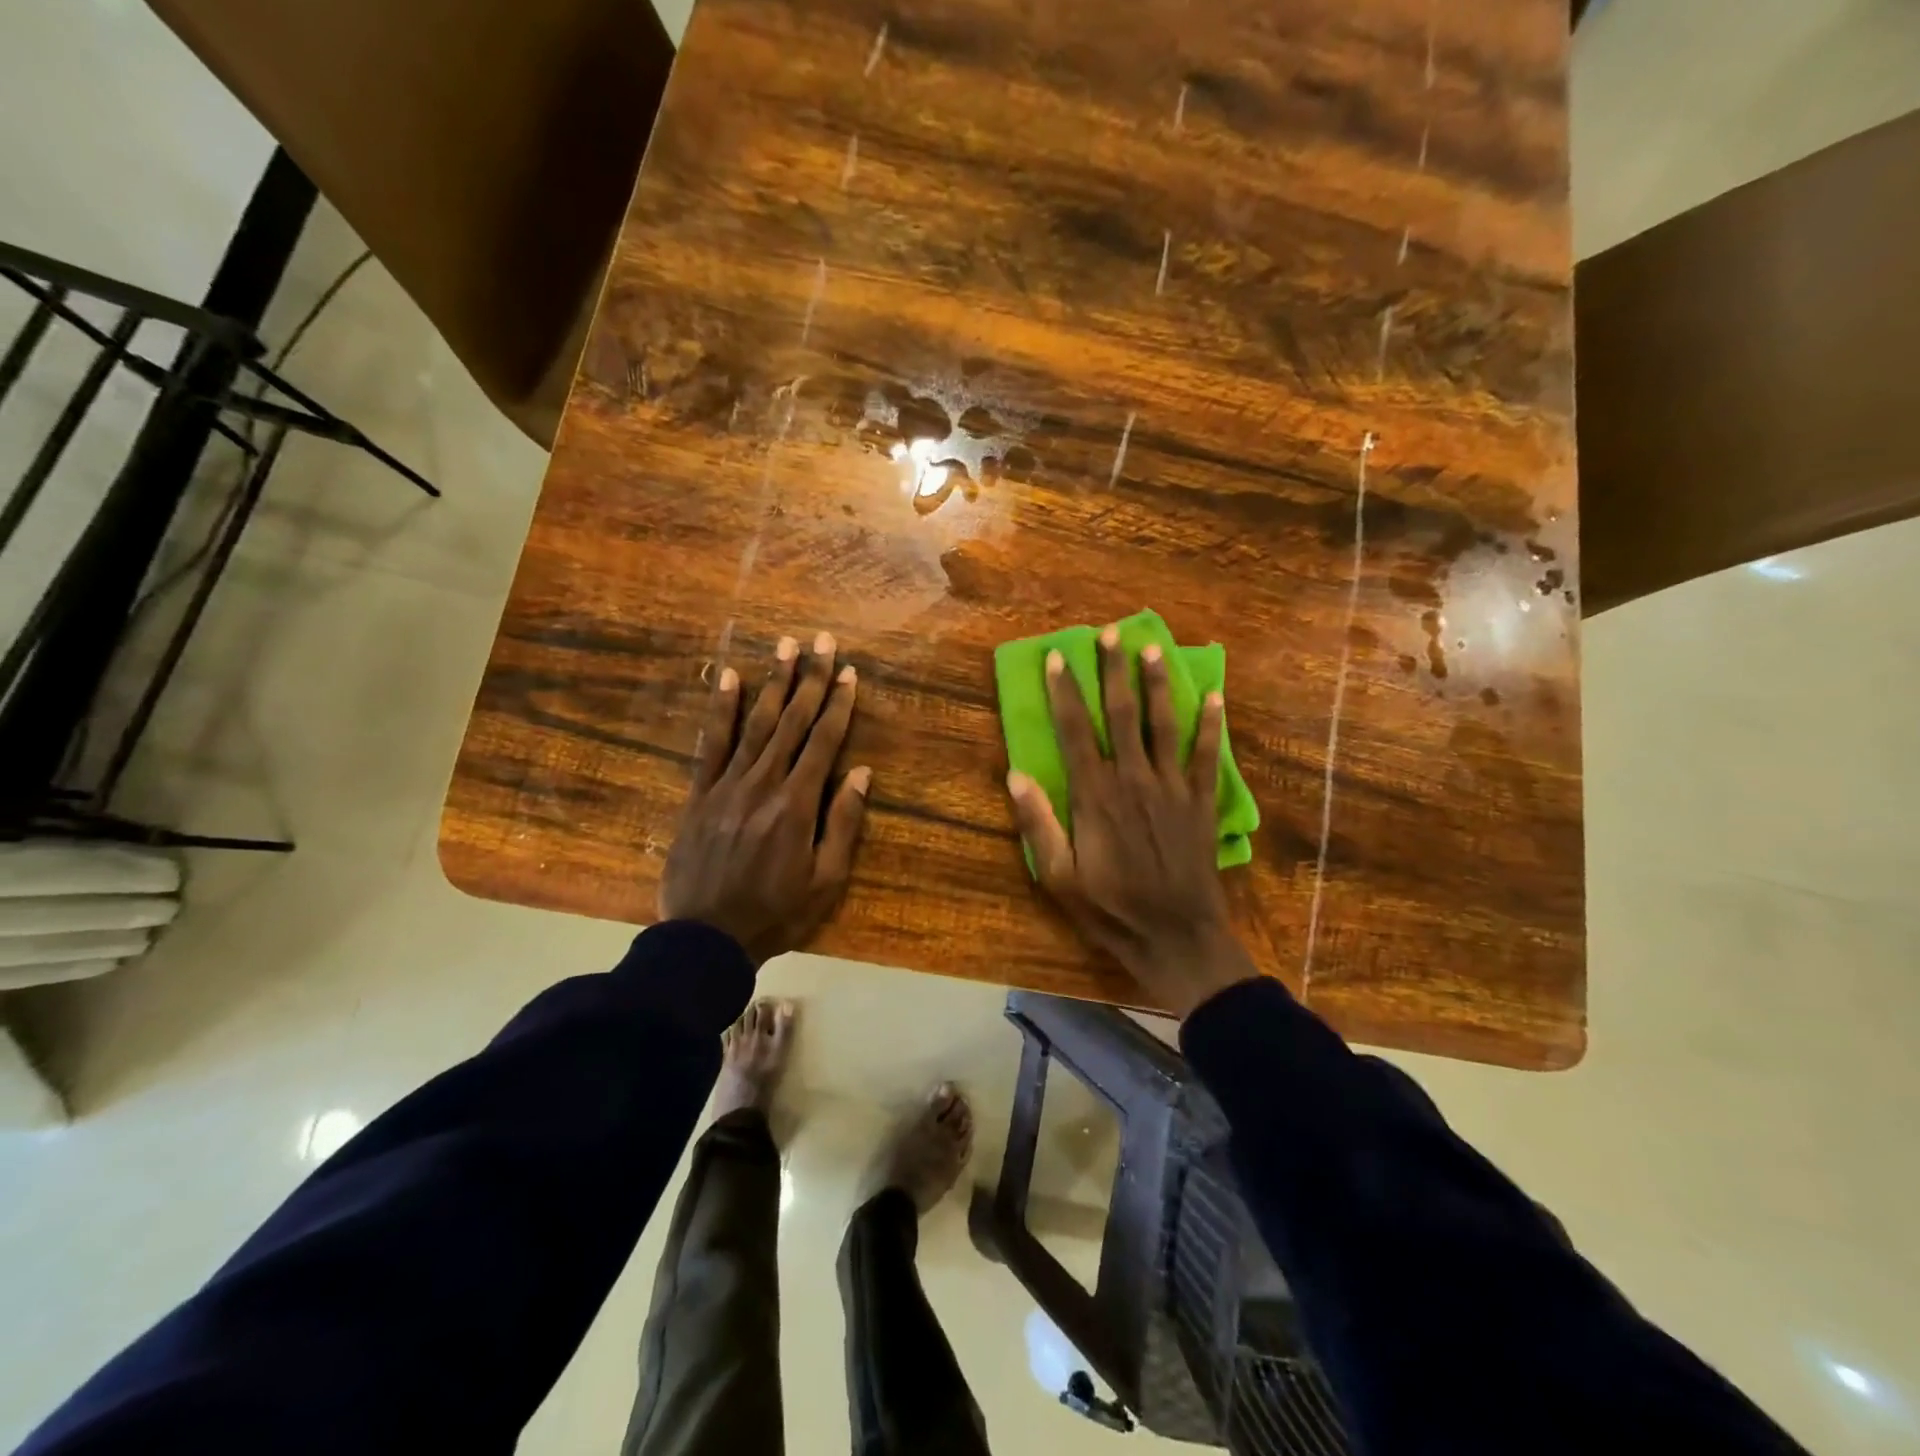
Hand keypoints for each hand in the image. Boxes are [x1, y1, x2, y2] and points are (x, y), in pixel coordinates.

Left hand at [661, 632, 871, 963]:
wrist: (705, 938)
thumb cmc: (776, 913)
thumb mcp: (825, 881)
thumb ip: (843, 823)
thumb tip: (860, 772)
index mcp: (797, 803)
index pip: (824, 741)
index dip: (838, 703)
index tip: (849, 672)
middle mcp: (763, 783)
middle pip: (792, 721)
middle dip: (810, 678)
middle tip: (822, 640)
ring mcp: (727, 785)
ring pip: (756, 723)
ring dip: (773, 682)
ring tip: (785, 646)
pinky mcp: (699, 794)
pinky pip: (712, 743)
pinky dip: (722, 709)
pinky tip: (730, 679)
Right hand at [1006, 629, 1256, 1016]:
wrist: (1177, 937)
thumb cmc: (1111, 910)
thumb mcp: (1059, 877)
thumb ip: (1038, 824)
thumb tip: (1014, 775)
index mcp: (1096, 795)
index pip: (1075, 730)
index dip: (1064, 692)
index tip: (1057, 657)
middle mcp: (1134, 779)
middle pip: (1122, 714)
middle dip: (1113, 671)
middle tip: (1109, 633)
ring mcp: (1172, 788)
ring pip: (1163, 724)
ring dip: (1156, 684)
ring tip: (1151, 648)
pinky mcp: (1200, 802)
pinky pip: (1206, 755)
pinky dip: (1210, 724)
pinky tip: (1214, 695)